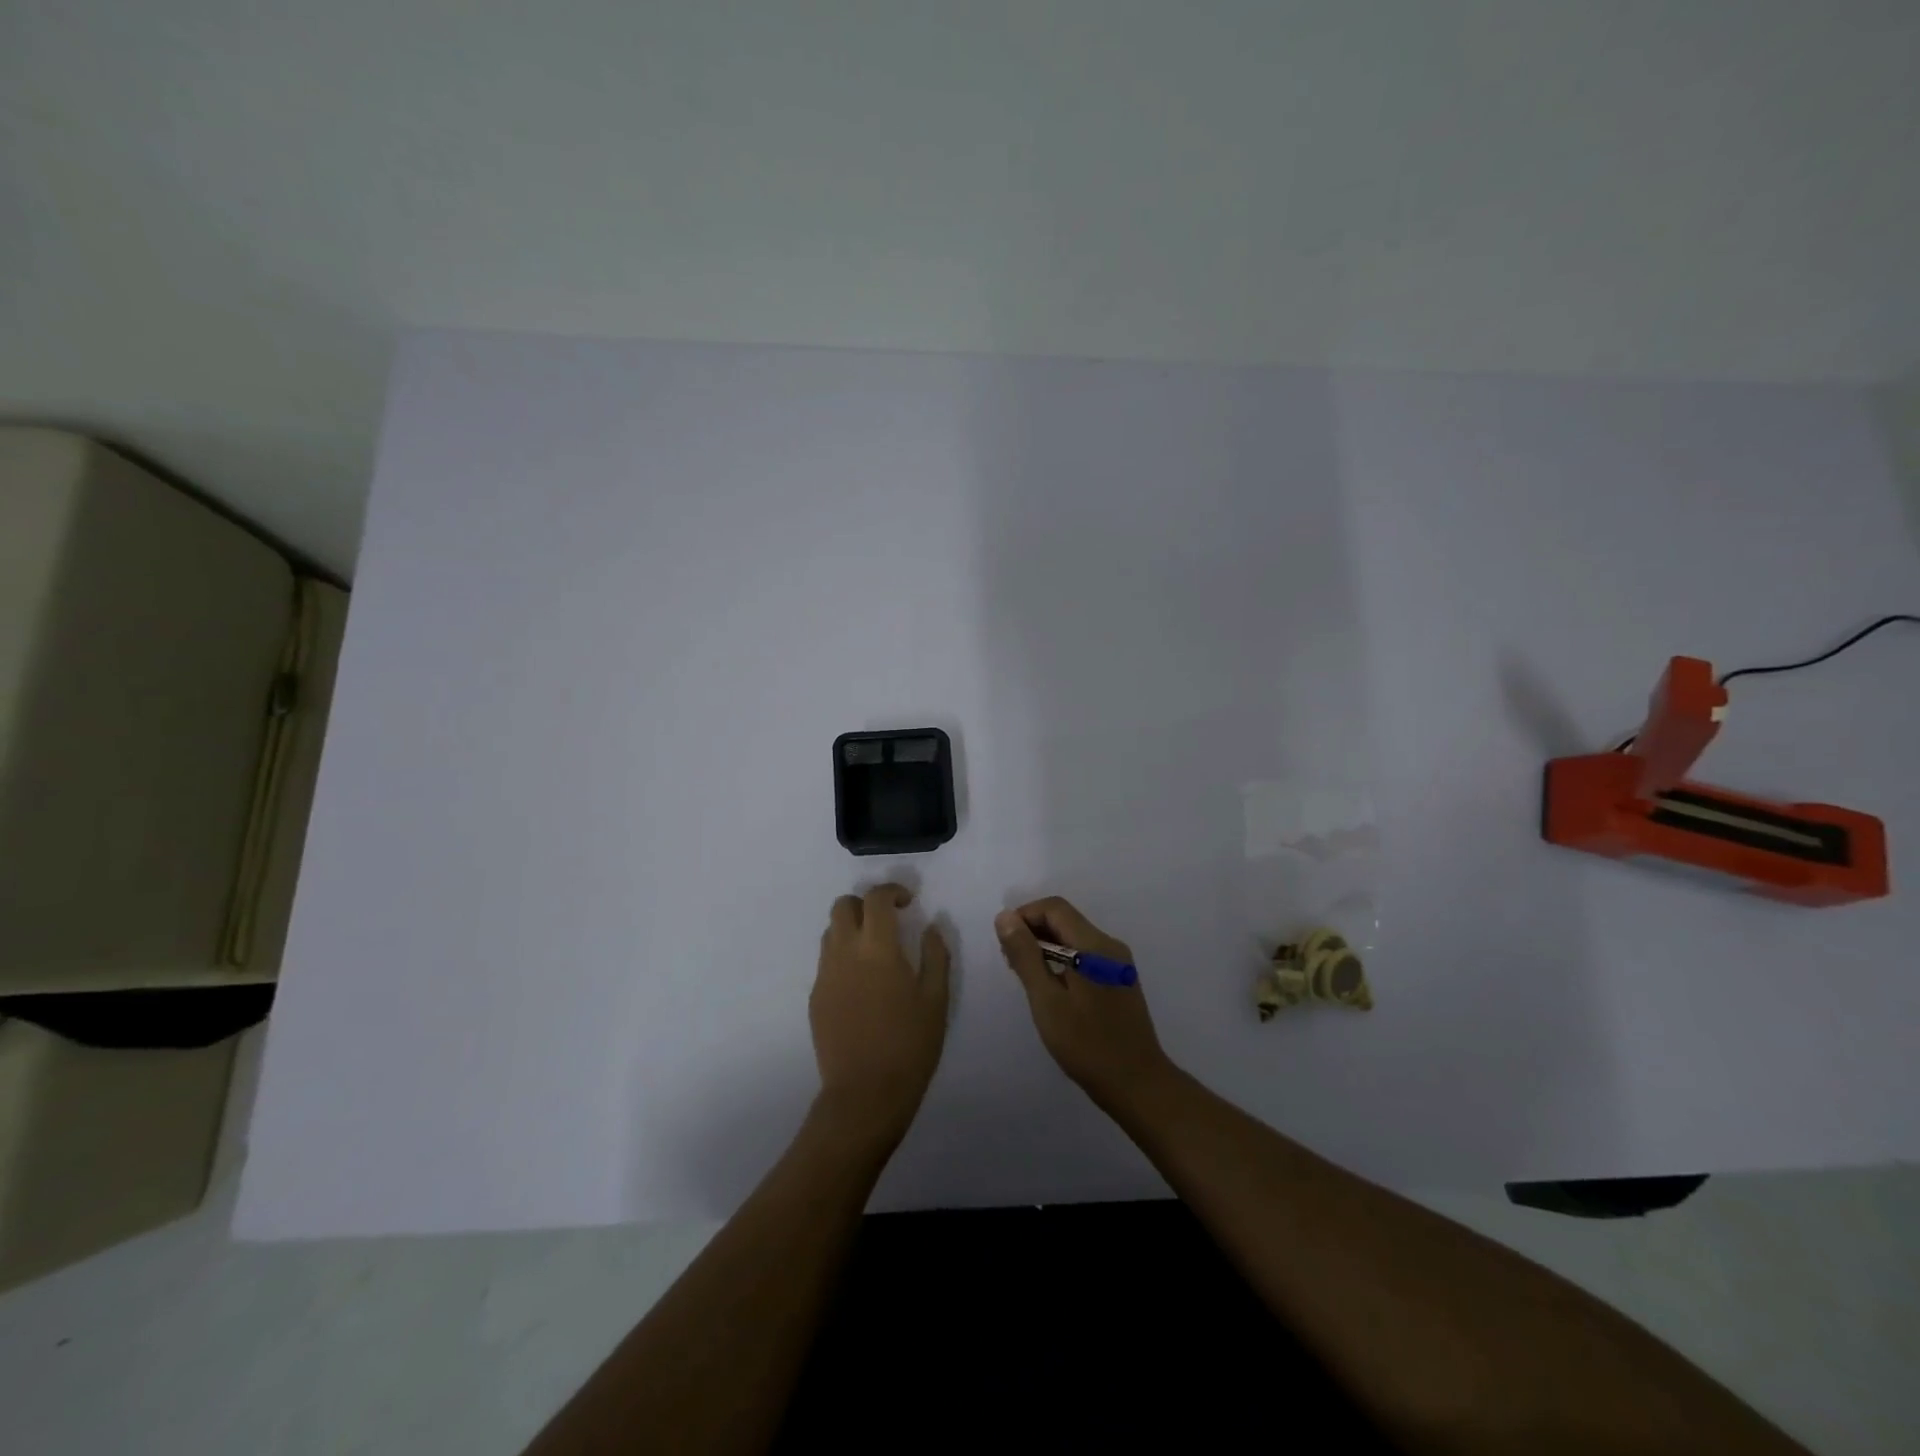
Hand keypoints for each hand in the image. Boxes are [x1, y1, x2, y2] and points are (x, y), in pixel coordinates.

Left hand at [810, 884, 950, 1145]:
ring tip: (875, 951)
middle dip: (865, 904)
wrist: (865, 1094)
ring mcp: (825, 974)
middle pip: (843, 906)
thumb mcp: (936, 998)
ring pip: (830, 931)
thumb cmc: (910, 1045)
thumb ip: (935, 955)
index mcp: (878, 948)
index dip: (892, 891)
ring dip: (851, 928)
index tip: (908, 902)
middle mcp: (845, 952)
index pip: (876, 898)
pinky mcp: (816, 996)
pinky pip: (827, 961)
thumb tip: (931, 926)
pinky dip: (843, 956)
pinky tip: (863, 984)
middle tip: (888, 921)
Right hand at [995, 897, 1172, 1108]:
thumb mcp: (1047, 1000)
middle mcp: (1110, 946)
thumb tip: (1005, 917)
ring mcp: (1118, 963)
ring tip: (1026, 978)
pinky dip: (1062, 960)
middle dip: (1033, 932)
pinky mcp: (1119, 979)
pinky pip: (1085, 955)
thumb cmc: (1087, 1044)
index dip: (1024, 916)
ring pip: (1074, 938)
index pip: (1054, 908)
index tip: (1004, 943)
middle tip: (1010, 963)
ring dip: (1046, 947)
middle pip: (1065, 920)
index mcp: (1094, 945)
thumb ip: (1025, 955)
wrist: (1137, 1084)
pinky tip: (1050, 988)